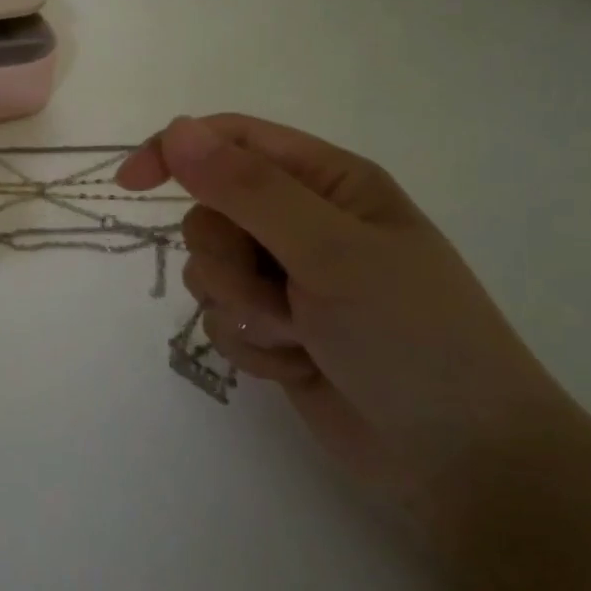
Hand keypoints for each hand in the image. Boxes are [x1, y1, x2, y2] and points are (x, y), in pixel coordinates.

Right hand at [118, 115, 571, 522]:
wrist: (460, 460)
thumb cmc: (412, 337)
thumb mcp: (330, 251)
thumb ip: (247, 189)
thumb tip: (176, 129)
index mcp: (328, 182)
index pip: (231, 141)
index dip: (176, 153)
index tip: (130, 185)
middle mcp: (304, 223)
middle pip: (209, 215)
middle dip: (227, 261)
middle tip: (277, 295)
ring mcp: (288, 279)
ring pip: (209, 271)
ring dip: (242, 309)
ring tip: (298, 337)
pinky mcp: (276, 329)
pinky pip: (222, 320)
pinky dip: (253, 346)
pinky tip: (299, 367)